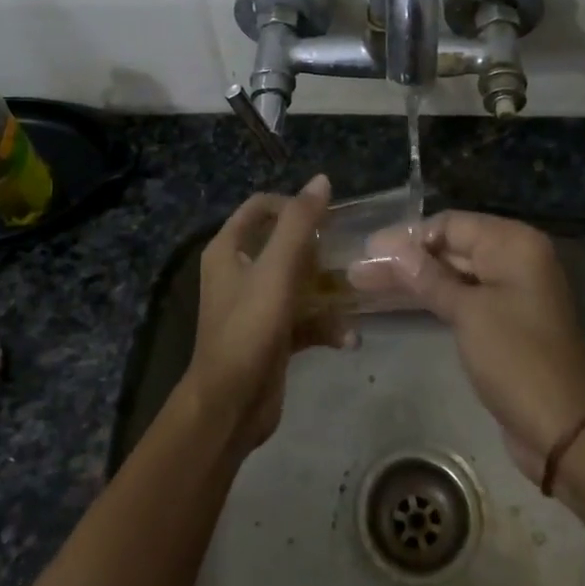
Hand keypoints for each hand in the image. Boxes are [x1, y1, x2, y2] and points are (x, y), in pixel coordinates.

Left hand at [183, 174, 346, 454]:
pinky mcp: (271, 336)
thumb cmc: (249, 329)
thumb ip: (299, 224)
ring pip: (297, 283)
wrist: (230, 405)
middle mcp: (237, 272)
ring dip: (326, 288)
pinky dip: (324, 325)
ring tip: (356, 291)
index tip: (326, 217)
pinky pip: (303, 319)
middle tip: (347, 251)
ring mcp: (254, 306)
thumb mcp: (276, 270)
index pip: (260, 208)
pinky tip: (348, 338)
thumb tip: (321, 180)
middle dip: (316, 248)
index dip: (292, 205)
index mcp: (228, 250)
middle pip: (282, 244)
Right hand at [361, 211, 584, 478]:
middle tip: (359, 270)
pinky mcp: (504, 319)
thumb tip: (390, 248)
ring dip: (413, 279)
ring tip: (365, 283)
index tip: (368, 251)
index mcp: (514, 244)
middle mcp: (515, 258)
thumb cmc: (516, 359)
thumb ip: (427, 277)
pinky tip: (397, 300)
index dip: (408, 237)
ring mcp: (511, 290)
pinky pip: (462, 297)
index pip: (451, 224)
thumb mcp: (468, 313)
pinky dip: (433, 297)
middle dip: (405, 258)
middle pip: (451, 247)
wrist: (562, 427)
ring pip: (453, 274)